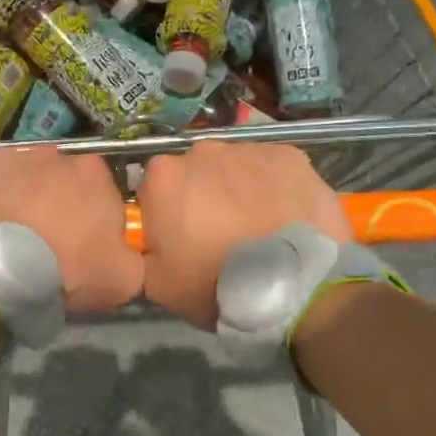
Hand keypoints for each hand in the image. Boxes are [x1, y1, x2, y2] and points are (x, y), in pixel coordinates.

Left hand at [0, 147, 142, 313]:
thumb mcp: (123, 279)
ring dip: (19, 200)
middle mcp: (53, 154)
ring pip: (21, 178)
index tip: (82, 247)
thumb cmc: (64, 271)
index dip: (93, 219)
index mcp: (94, 174)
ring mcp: (8, 156)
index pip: (102, 191)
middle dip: (54, 205)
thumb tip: (123, 253)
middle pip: (59, 181)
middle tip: (44, 244)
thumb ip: (132, 257)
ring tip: (7, 238)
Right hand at [138, 141, 349, 328]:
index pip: (155, 189)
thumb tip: (150, 244)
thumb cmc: (215, 284)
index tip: (182, 240)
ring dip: (240, 189)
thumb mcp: (158, 285)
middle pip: (196, 172)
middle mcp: (203, 151)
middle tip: (221, 234)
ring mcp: (249, 149)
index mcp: (163, 177)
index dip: (167, 215)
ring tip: (259, 227)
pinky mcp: (290, 155)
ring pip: (236, 167)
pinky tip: (285, 216)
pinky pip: (274, 169)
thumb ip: (144, 253)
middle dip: (204, 195)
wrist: (292, 285)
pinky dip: (276, 187)